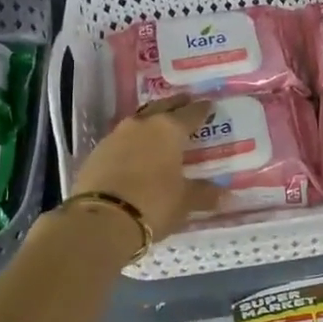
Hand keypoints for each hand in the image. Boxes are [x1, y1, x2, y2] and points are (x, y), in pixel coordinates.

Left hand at [69, 98, 223, 242]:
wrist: (101, 221)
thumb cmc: (153, 204)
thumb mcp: (184, 201)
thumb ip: (205, 194)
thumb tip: (226, 195)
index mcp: (168, 130)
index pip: (190, 113)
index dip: (201, 109)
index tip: (209, 104)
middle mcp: (142, 125)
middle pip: (162, 107)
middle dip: (175, 104)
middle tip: (186, 101)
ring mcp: (115, 137)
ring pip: (138, 121)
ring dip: (150, 121)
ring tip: (159, 126)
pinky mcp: (96, 153)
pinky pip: (120, 140)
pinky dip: (131, 142)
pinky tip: (135, 151)